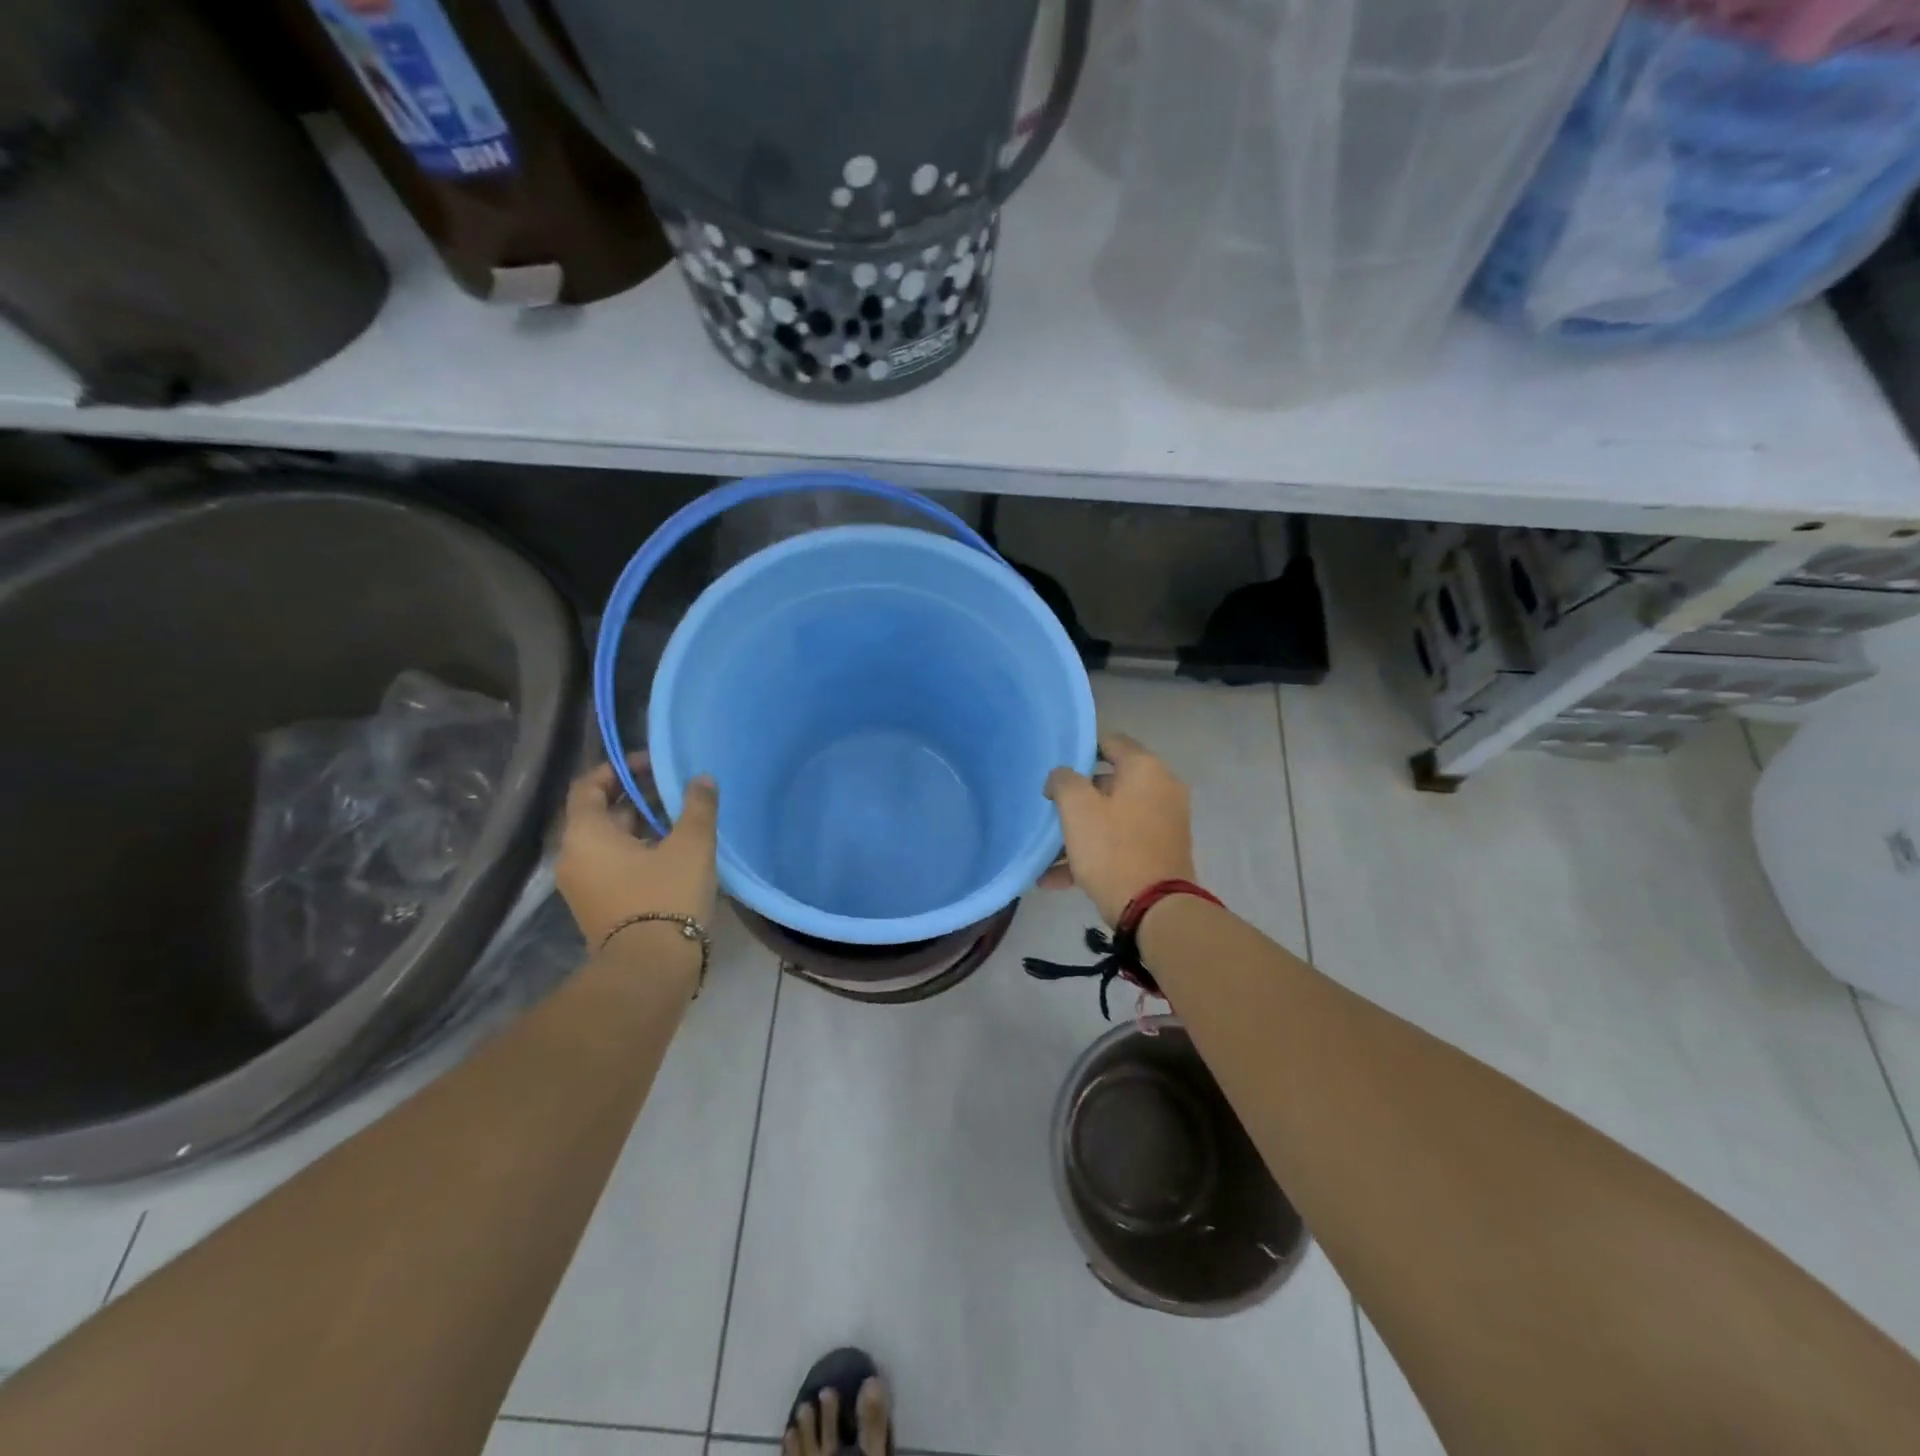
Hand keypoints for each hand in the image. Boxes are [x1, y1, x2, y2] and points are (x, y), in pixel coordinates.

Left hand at [556, 755, 718, 954]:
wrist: (650, 968)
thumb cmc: (666, 896)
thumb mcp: (691, 845)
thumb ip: (698, 807)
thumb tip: (702, 779)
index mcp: (585, 834)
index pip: (588, 785)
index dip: (618, 769)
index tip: (652, 765)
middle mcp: (573, 856)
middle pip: (599, 813)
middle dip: (635, 798)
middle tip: (673, 790)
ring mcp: (582, 885)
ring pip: (608, 841)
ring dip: (639, 826)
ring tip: (679, 820)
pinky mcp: (597, 906)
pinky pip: (613, 865)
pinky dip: (637, 851)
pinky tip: (672, 853)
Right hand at [1041, 732, 1195, 926]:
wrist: (1156, 910)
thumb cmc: (1113, 849)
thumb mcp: (1077, 808)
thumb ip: (1064, 781)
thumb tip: (1062, 776)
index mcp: (1145, 769)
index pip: (1110, 742)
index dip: (1080, 750)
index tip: (1056, 769)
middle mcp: (1161, 789)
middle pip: (1110, 783)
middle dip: (1077, 798)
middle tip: (1050, 811)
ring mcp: (1164, 823)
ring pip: (1113, 817)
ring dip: (1080, 832)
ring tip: (1047, 853)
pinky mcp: (1161, 853)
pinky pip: (1121, 843)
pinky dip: (1094, 854)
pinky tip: (1057, 879)